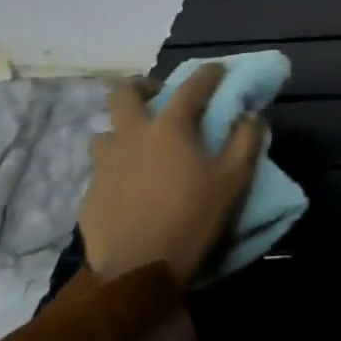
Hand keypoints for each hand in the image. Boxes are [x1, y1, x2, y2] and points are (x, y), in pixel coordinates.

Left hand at [78, 64, 263, 284]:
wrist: (138, 270)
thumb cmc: (193, 218)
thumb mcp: (234, 180)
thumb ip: (246, 140)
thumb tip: (250, 115)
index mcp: (169, 128)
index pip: (191, 86)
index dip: (209, 74)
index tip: (219, 69)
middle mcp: (132, 136)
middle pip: (123, 94)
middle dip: (142, 87)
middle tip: (159, 97)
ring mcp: (104, 165)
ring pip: (105, 131)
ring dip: (123, 130)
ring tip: (140, 145)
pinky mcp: (90, 193)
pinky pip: (101, 168)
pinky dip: (117, 167)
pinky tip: (130, 185)